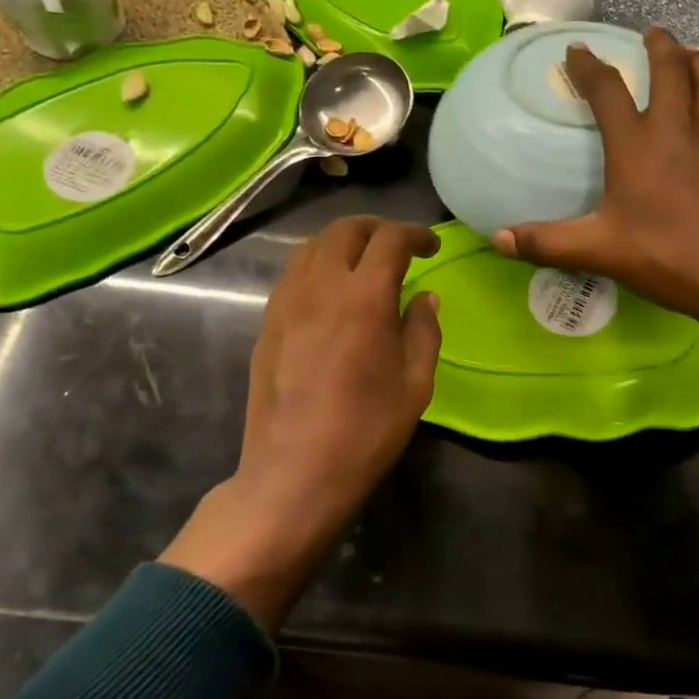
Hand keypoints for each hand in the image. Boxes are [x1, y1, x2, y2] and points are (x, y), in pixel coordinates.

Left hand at [161, 217, 441, 627]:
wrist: (295, 471)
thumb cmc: (366, 430)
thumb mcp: (415, 384)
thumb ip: (423, 331)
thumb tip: (425, 297)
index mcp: (364, 298)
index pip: (390, 239)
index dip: (415, 234)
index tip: (431, 246)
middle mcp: (321, 287)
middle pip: (345, 230)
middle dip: (376, 227)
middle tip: (398, 245)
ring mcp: (287, 302)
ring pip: (312, 246)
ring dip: (343, 242)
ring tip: (364, 262)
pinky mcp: (268, 322)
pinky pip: (293, 273)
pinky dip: (317, 264)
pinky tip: (332, 290)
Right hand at [493, 28, 698, 406]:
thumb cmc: (664, 255)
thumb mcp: (597, 250)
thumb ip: (547, 243)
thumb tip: (498, 240)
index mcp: (636, 144)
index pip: (607, 90)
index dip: (589, 67)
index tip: (576, 50)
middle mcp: (675, 133)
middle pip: (673, 73)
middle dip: (662, 48)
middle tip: (654, 34)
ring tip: (693, 56)